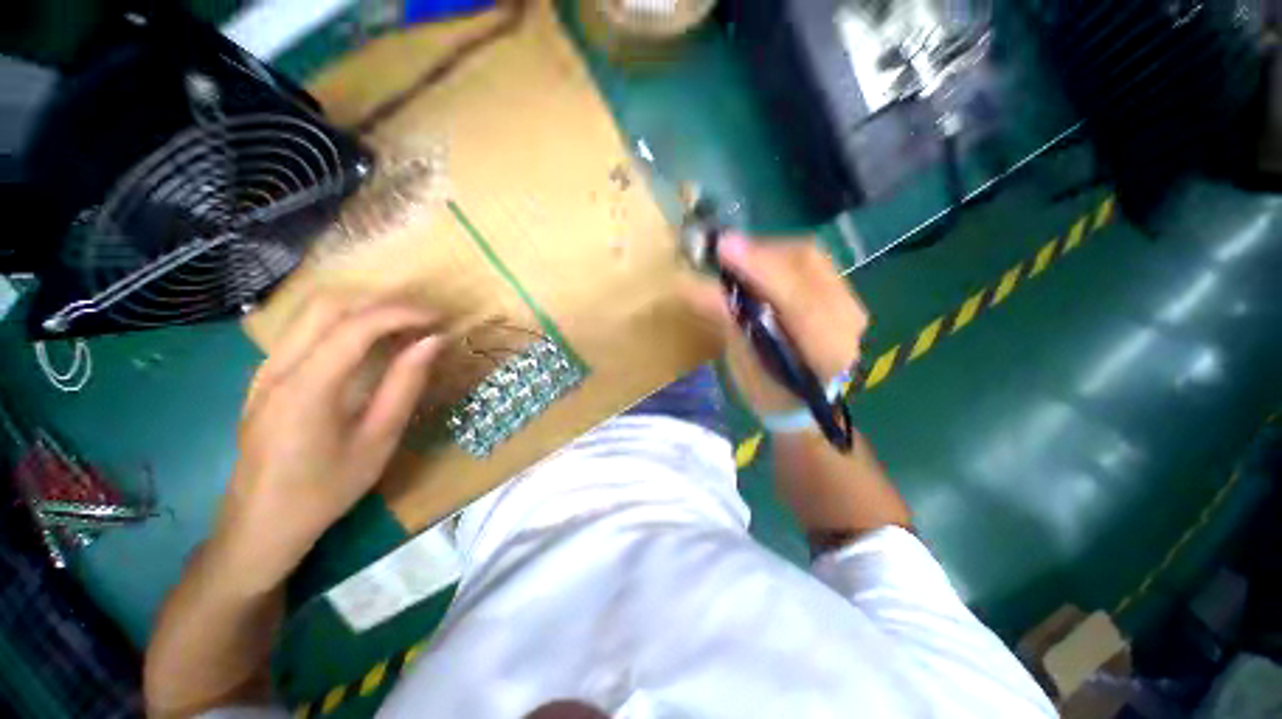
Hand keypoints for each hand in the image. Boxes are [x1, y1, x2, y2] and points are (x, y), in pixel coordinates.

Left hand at [211, 295, 442, 592]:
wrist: (260, 524)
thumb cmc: (325, 489)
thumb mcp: (377, 441)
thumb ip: (405, 385)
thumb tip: (432, 343)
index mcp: (306, 388)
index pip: (355, 326)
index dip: (401, 313)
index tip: (438, 319)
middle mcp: (277, 367)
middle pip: (327, 304)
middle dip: (381, 302)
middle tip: (421, 319)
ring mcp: (265, 368)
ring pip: (313, 312)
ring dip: (363, 309)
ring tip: (403, 326)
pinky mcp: (266, 375)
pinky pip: (305, 330)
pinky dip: (344, 323)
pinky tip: (370, 343)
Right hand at [683, 234, 867, 416]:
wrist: (807, 406)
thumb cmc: (769, 396)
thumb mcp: (745, 366)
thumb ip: (728, 322)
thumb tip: (689, 285)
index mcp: (824, 354)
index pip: (797, 303)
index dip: (761, 272)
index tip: (724, 248)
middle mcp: (848, 324)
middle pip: (807, 266)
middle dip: (760, 253)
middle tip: (723, 252)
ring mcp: (851, 305)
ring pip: (809, 257)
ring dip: (767, 252)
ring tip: (736, 259)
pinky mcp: (843, 294)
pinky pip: (810, 262)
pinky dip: (778, 257)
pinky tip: (757, 265)